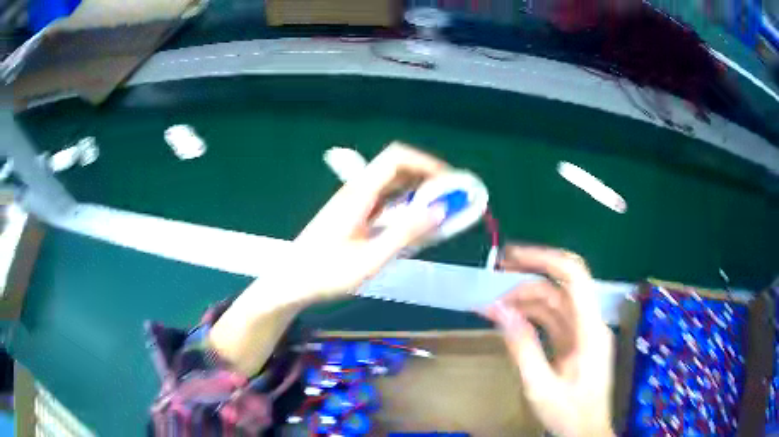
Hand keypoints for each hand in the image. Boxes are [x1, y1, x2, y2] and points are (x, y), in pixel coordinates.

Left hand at [209, 142, 447, 375]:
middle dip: (427, 176)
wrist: (291, 282)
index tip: (451, 182)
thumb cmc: (326, 273)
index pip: (396, 159)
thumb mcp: (370, 258)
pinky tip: (413, 224)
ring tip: (439, 211)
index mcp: (359, 194)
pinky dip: (404, 204)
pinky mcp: (352, 215)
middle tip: (450, 198)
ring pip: (391, 184)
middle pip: (396, 167)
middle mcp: (356, 191)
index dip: (426, 163)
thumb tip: (440, 210)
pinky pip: (384, 200)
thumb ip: (405, 233)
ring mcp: (353, 202)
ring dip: (417, 191)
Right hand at [483, 246, 614, 436]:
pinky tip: (507, 319)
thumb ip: (522, 347)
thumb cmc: (569, 414)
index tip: (512, 256)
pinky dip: (529, 316)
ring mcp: (582, 332)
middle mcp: (589, 323)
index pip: (574, 277)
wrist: (586, 432)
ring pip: (553, 303)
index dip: (545, 259)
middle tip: (493, 275)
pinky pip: (551, 320)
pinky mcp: (573, 342)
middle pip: (560, 287)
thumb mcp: (540, 386)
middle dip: (528, 277)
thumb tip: (499, 310)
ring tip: (491, 304)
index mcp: (590, 329)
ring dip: (524, 299)